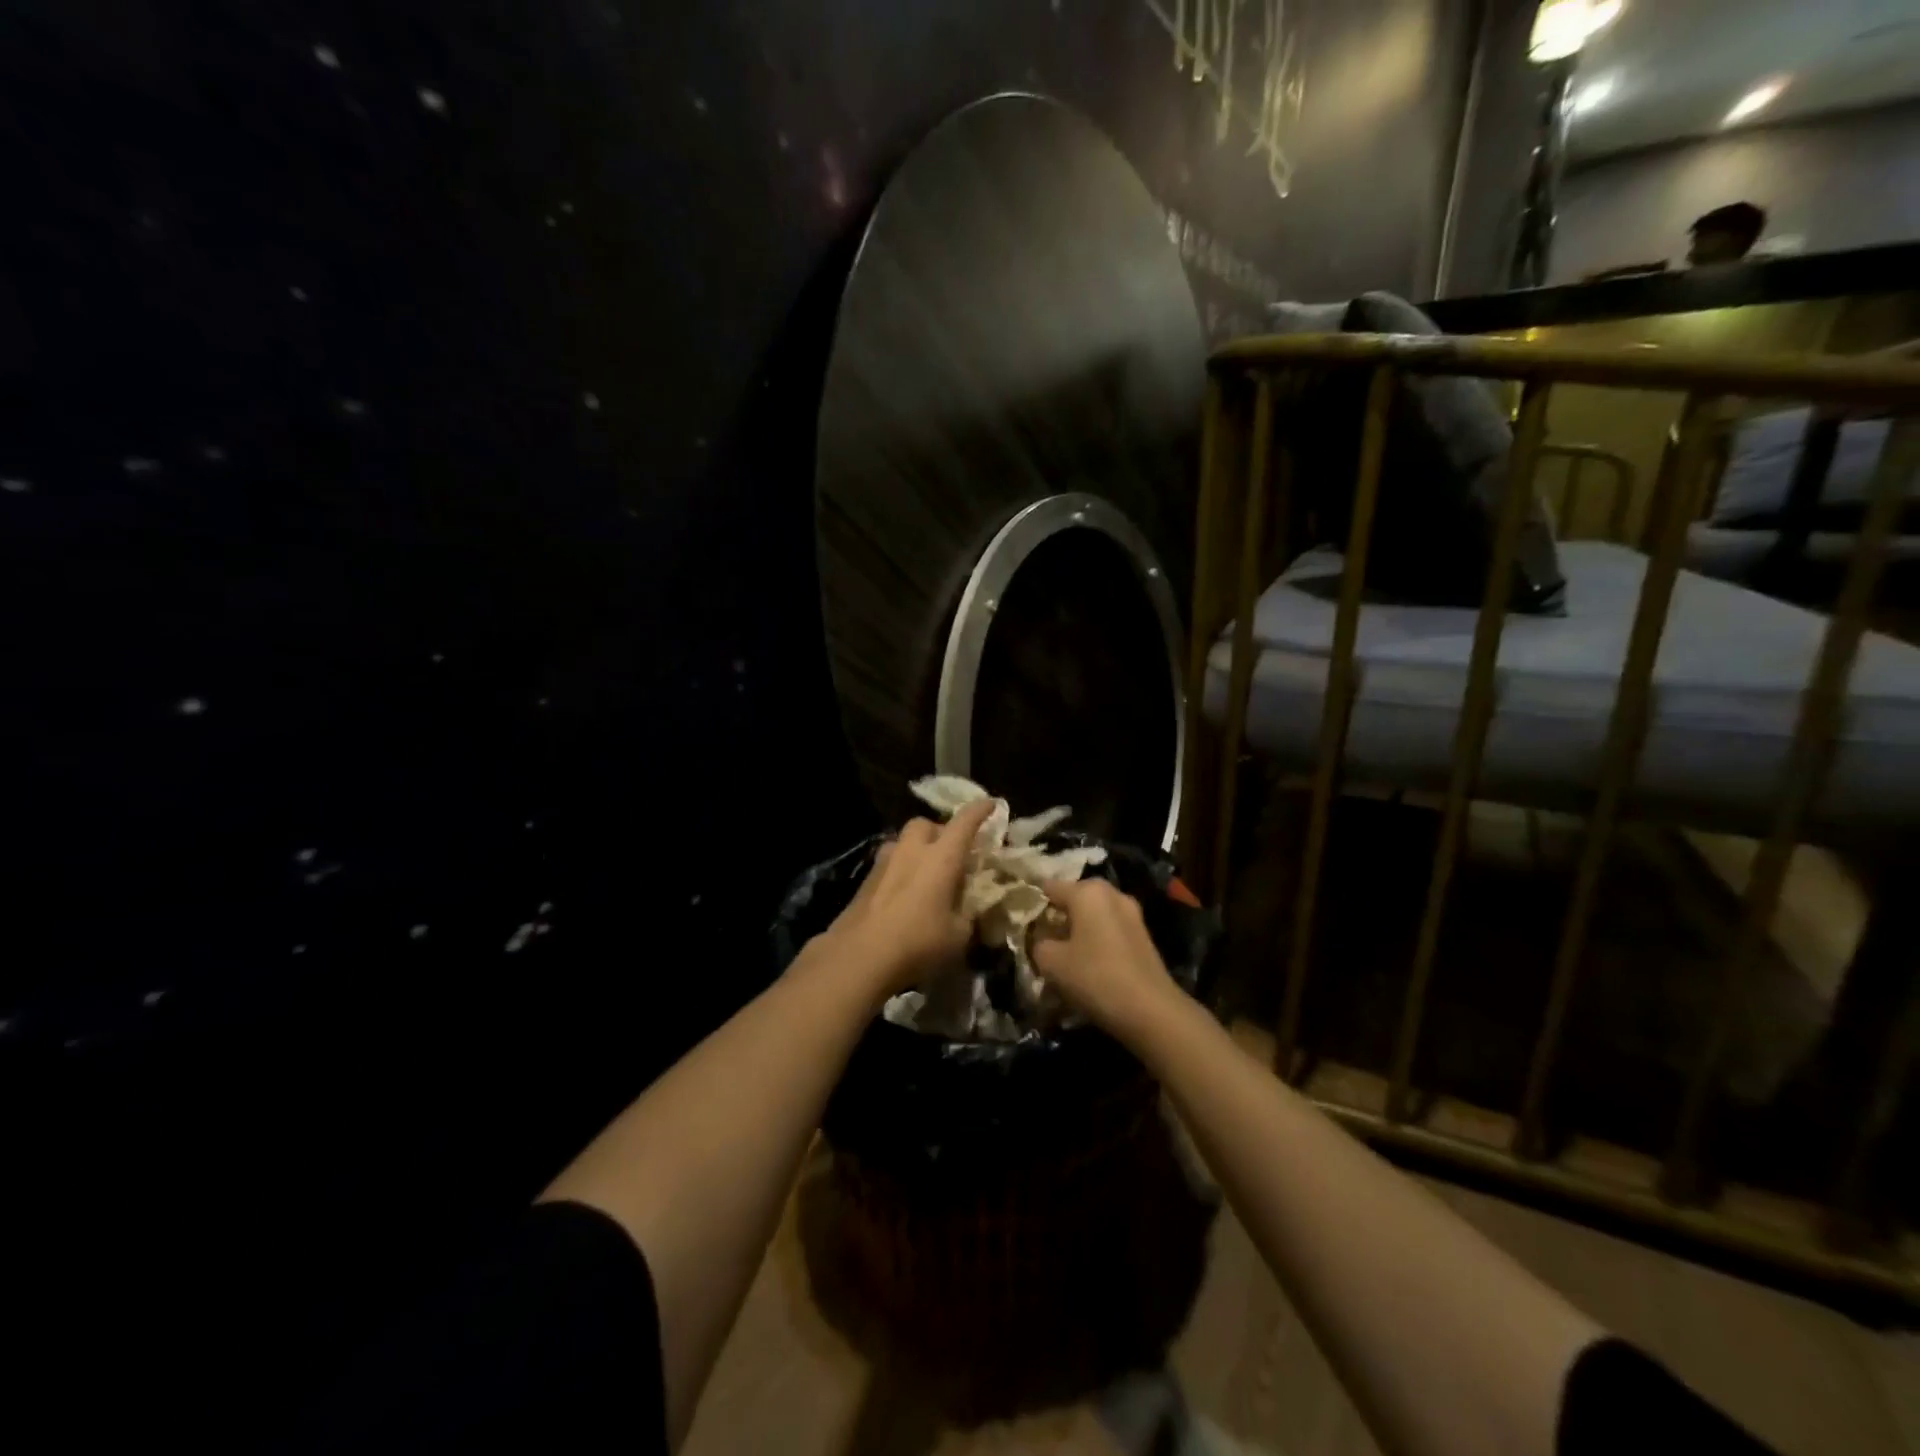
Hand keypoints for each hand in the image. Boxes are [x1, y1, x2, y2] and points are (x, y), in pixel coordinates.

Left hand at [813, 799, 996, 998]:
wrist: (860, 956)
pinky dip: (902, 869)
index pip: (964, 822)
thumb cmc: (918, 942)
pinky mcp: (866, 880)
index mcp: (942, 857)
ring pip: (904, 841)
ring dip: (918, 849)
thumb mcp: (959, 935)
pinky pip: (890, 862)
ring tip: (927, 873)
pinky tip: (905, 893)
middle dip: (941, 831)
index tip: (991, 804)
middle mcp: (912, 850)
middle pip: (926, 824)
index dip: (980, 811)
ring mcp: (884, 862)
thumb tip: (968, 910)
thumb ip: (968, 915)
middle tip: (952, 853)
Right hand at [1031, 878, 1182, 1044]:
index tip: (1020, 921)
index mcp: (1087, 891)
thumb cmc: (1095, 977)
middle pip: (1074, 899)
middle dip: (1057, 917)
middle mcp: (1111, 894)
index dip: (1032, 902)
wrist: (1151, 1009)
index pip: (1049, 887)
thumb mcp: (1052, 963)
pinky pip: (1110, 930)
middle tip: (1041, 940)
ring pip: (1093, 916)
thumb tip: (1041, 940)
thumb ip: (1038, 944)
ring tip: (1063, 956)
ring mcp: (1132, 913)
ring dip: (1078, 931)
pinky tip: (1088, 965)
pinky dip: (1096, 941)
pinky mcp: (1143, 935)